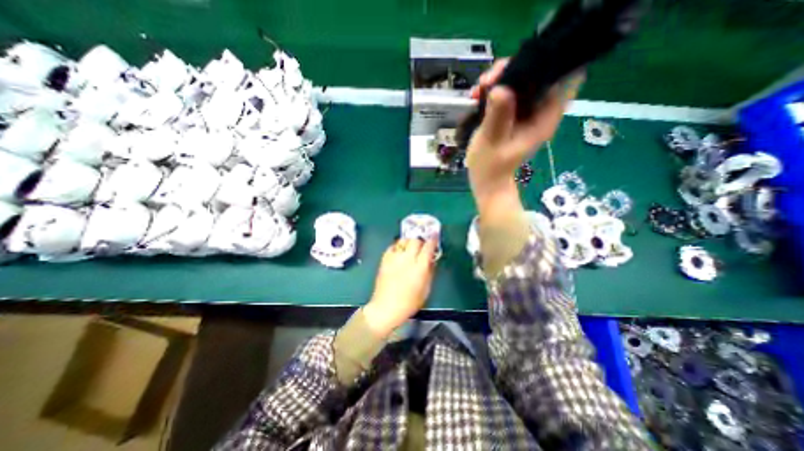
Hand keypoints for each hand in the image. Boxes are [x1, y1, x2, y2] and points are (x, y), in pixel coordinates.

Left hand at [364, 240, 439, 337]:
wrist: (386, 307)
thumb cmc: (409, 302)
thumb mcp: (426, 289)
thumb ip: (430, 271)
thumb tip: (431, 259)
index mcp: (419, 268)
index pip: (428, 247)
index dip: (432, 240)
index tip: (434, 237)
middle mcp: (407, 259)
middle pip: (415, 240)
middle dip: (420, 241)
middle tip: (422, 245)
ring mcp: (394, 258)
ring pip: (403, 241)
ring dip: (409, 241)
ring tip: (410, 247)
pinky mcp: (384, 260)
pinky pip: (392, 246)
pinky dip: (398, 246)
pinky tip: (399, 252)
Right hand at [470, 58, 582, 202]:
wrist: (487, 182)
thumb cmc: (490, 167)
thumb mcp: (491, 142)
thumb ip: (497, 116)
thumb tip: (500, 88)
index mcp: (544, 117)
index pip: (561, 76)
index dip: (544, 62)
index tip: (517, 65)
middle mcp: (540, 111)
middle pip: (537, 74)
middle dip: (513, 70)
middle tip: (487, 80)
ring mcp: (526, 113)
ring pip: (521, 82)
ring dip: (500, 80)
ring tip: (479, 89)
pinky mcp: (514, 116)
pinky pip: (508, 94)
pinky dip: (494, 91)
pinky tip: (478, 96)